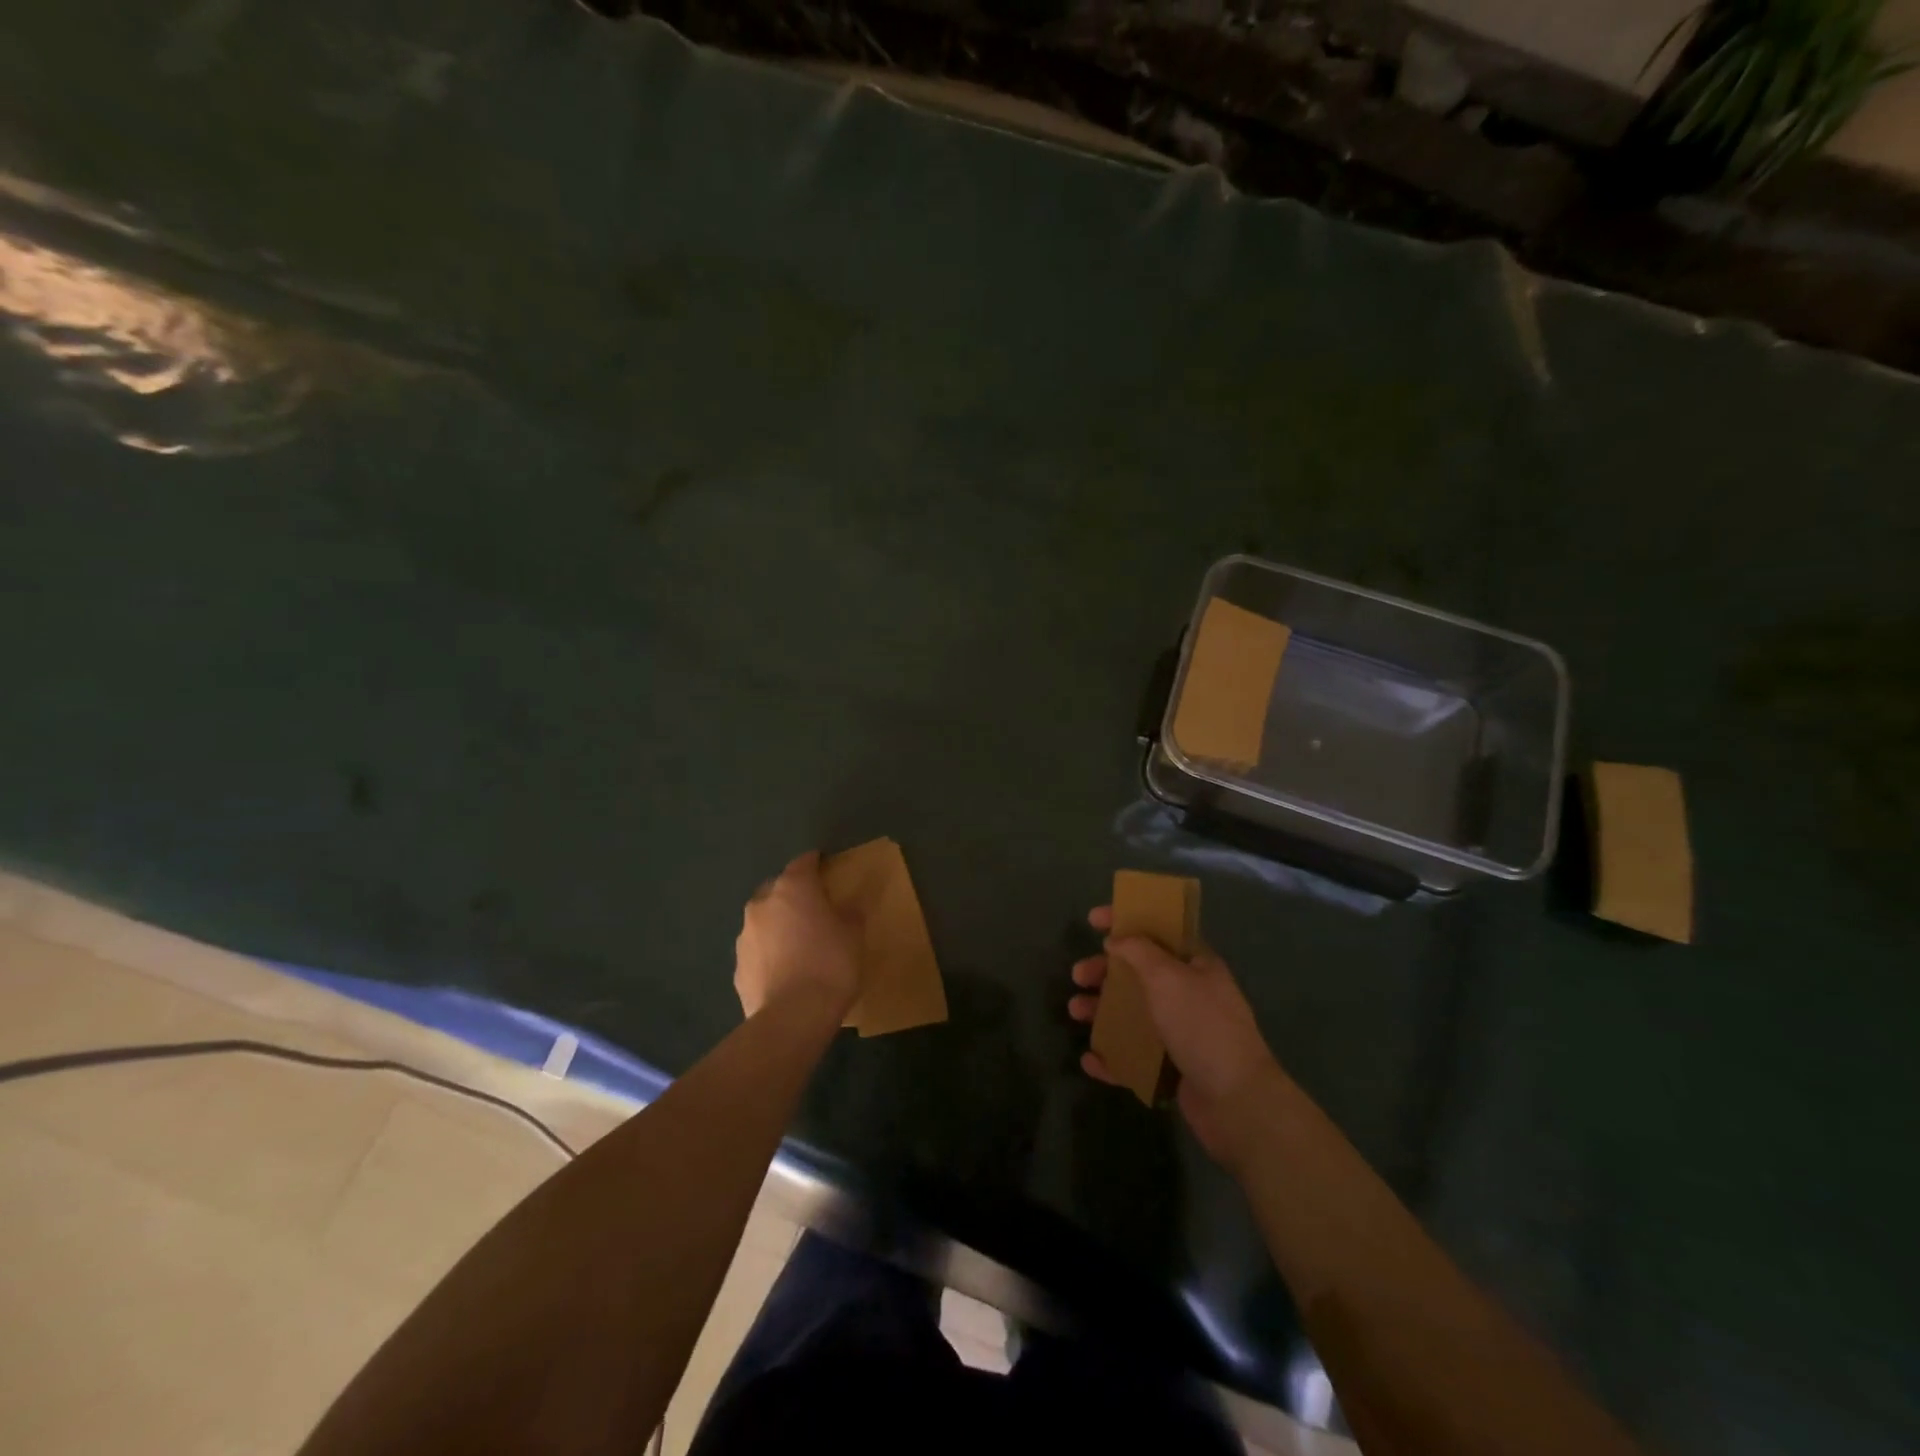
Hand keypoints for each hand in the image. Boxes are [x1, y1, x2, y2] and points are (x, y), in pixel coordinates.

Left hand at [735, 852, 861, 1022]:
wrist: (793, 1017)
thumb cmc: (831, 964)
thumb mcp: (854, 934)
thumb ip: (850, 913)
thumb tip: (848, 906)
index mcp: (793, 889)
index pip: (803, 863)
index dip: (815, 862)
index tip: (825, 865)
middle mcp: (762, 905)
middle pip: (777, 889)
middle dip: (792, 894)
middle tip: (812, 908)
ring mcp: (744, 937)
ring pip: (763, 921)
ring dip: (777, 925)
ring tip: (797, 943)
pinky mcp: (737, 968)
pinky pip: (757, 951)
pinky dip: (768, 954)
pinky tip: (784, 971)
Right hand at [1069, 906, 1283, 1167]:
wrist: (1236, 1101)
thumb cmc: (1201, 1026)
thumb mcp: (1168, 977)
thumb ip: (1139, 952)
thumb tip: (1118, 940)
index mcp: (1196, 965)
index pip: (1158, 931)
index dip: (1126, 920)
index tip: (1093, 920)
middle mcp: (1189, 994)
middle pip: (1139, 973)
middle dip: (1105, 971)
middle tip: (1078, 976)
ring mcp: (1182, 1033)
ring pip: (1134, 1014)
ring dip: (1102, 1010)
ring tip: (1076, 1013)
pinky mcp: (1174, 1069)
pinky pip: (1136, 1056)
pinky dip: (1113, 1055)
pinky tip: (1091, 1060)